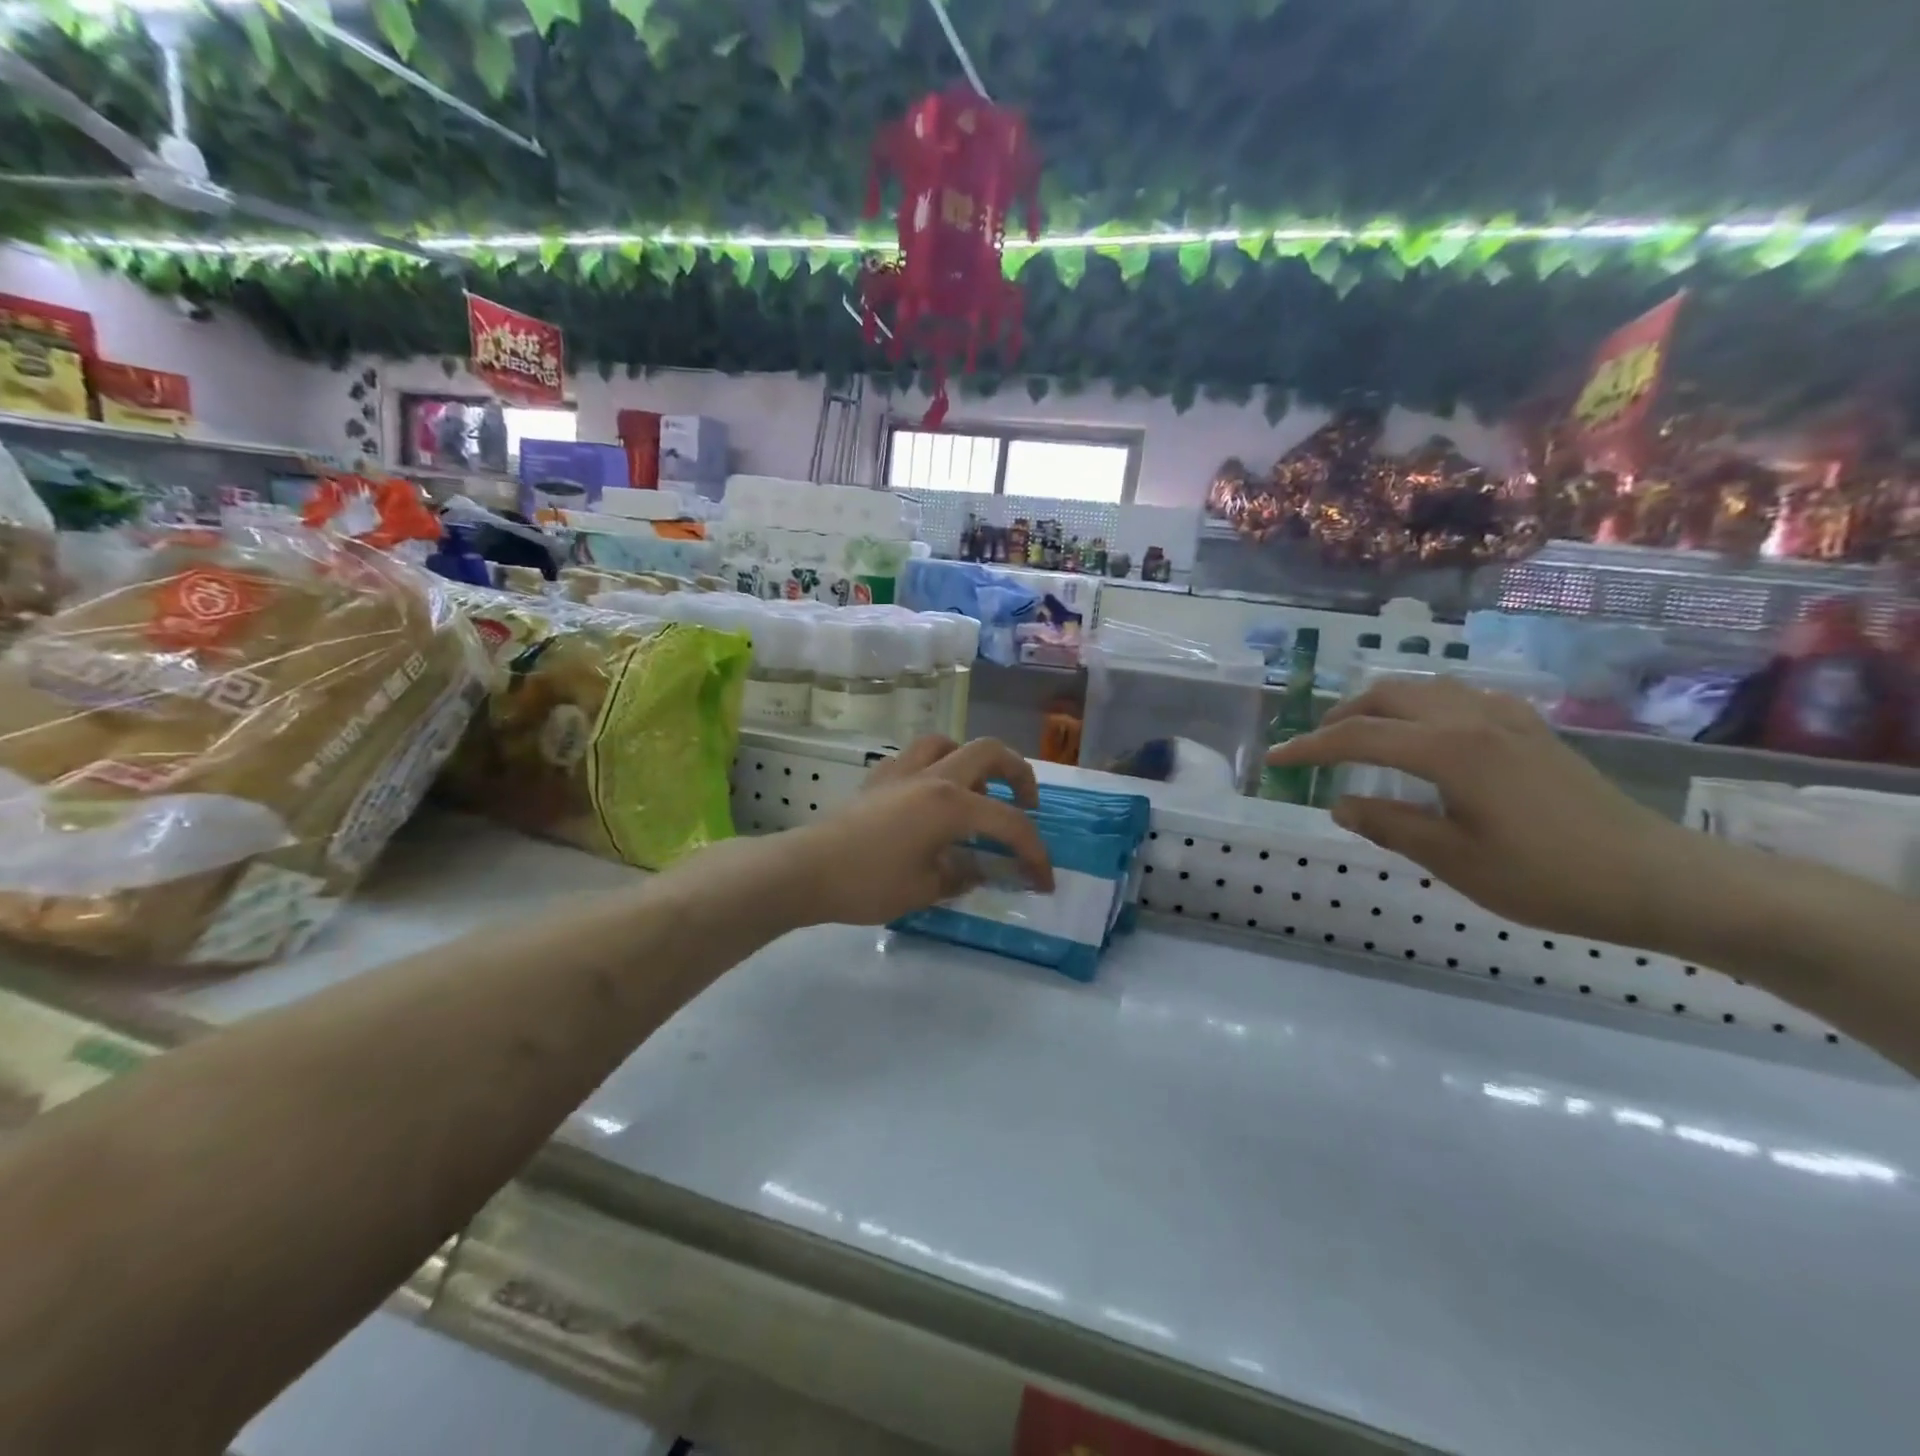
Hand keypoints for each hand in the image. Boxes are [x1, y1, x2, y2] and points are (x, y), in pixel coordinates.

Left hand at [779, 736, 1053, 925]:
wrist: (806, 870)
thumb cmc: (869, 883)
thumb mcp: (926, 889)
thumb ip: (962, 875)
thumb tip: (979, 869)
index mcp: (951, 804)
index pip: (1009, 822)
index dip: (1034, 851)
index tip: (1043, 880)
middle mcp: (932, 776)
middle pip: (989, 752)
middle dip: (1018, 774)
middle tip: (1025, 805)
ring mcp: (902, 771)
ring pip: (948, 743)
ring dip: (973, 762)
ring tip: (977, 792)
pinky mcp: (878, 777)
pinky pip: (917, 758)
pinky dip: (936, 768)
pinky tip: (931, 796)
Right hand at [1265, 675, 1684, 944]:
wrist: (1658, 879)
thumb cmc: (1550, 877)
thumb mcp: (1455, 861)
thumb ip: (1390, 826)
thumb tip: (1340, 805)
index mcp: (1449, 750)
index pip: (1357, 736)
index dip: (1309, 748)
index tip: (1274, 760)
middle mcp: (1473, 719)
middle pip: (1388, 696)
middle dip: (1341, 715)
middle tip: (1314, 746)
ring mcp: (1507, 719)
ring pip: (1424, 688)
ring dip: (1380, 704)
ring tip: (1360, 733)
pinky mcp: (1530, 730)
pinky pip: (1459, 697)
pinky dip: (1421, 705)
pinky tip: (1424, 732)